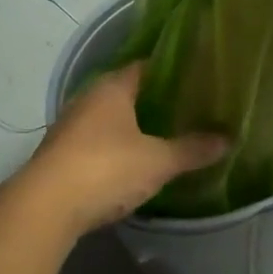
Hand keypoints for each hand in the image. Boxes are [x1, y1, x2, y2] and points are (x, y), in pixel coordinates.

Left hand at [23, 62, 227, 235]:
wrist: (45, 206)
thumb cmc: (106, 168)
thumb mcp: (157, 161)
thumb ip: (192, 149)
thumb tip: (227, 139)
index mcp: (112, 88)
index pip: (145, 67)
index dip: (170, 71)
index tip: (196, 79)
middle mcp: (88, 99)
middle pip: (126, 92)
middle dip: (152, 100)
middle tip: (186, 109)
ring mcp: (70, 127)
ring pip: (109, 119)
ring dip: (131, 126)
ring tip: (164, 135)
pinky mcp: (60, 155)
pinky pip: (95, 142)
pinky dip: (114, 147)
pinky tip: (131, 162)